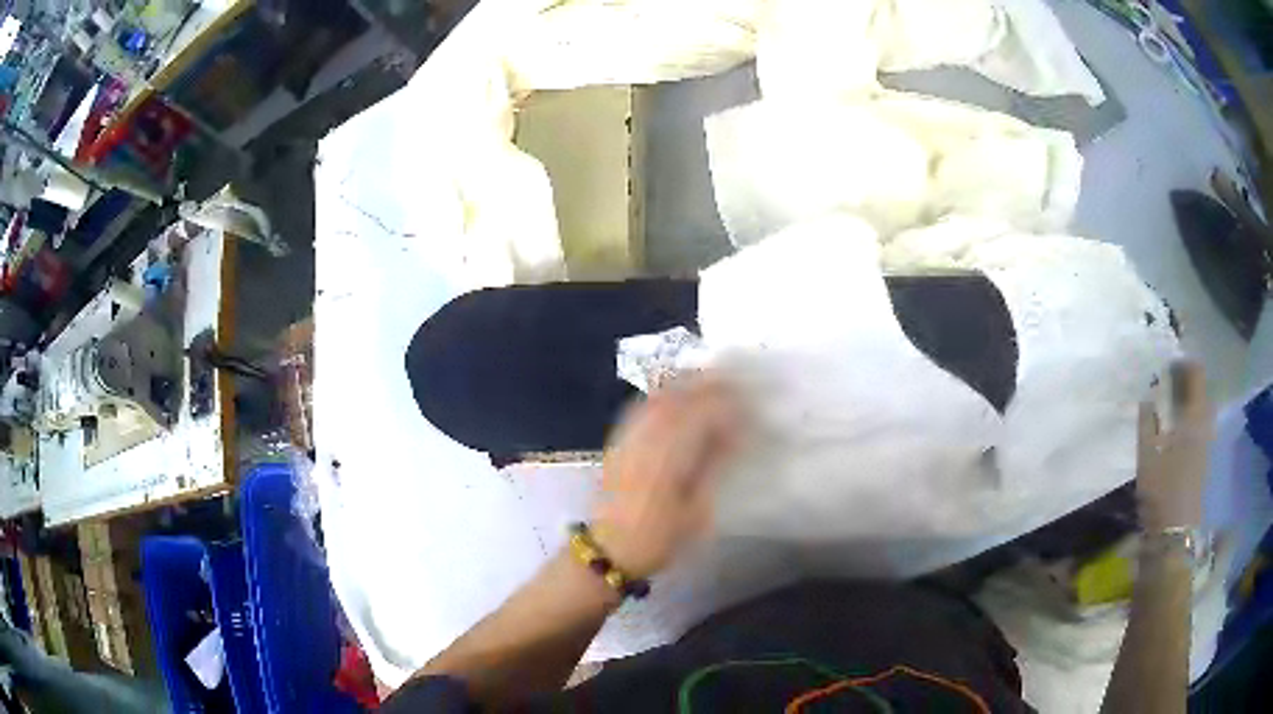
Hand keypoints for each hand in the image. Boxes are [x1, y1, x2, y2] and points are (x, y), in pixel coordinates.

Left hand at [591, 374, 744, 579]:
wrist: (608, 550)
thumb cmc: (658, 538)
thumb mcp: (696, 510)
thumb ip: (714, 468)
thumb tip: (735, 435)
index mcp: (668, 455)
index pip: (702, 413)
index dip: (728, 403)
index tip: (750, 403)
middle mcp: (646, 437)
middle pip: (679, 396)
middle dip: (709, 385)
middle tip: (736, 385)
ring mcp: (628, 436)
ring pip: (659, 397)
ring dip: (686, 386)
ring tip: (712, 386)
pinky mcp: (617, 442)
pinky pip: (642, 407)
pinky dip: (663, 396)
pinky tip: (677, 399)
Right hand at [1137, 361, 1212, 531]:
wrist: (1174, 532)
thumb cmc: (1161, 489)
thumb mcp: (1148, 453)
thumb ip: (1147, 419)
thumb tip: (1147, 391)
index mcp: (1194, 414)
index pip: (1196, 373)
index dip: (1182, 363)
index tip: (1166, 362)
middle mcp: (1204, 422)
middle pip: (1200, 389)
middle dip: (1185, 381)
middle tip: (1165, 381)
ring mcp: (1205, 442)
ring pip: (1199, 408)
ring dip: (1186, 400)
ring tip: (1168, 404)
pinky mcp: (1202, 458)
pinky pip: (1198, 425)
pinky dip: (1188, 418)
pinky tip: (1174, 428)